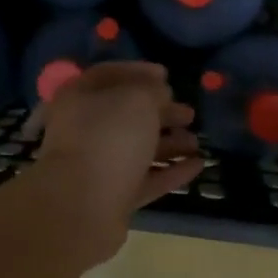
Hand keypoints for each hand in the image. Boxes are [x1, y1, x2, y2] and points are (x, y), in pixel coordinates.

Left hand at [27, 62, 202, 262]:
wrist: (83, 206)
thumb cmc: (108, 138)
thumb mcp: (137, 100)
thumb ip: (152, 91)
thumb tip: (159, 94)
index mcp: (80, 98)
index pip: (109, 75)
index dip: (139, 72)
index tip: (167, 75)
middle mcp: (84, 129)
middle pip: (127, 115)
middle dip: (161, 113)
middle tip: (189, 113)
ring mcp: (98, 165)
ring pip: (138, 149)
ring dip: (169, 144)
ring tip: (196, 143)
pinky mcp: (112, 197)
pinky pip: (145, 179)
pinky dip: (170, 171)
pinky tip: (197, 166)